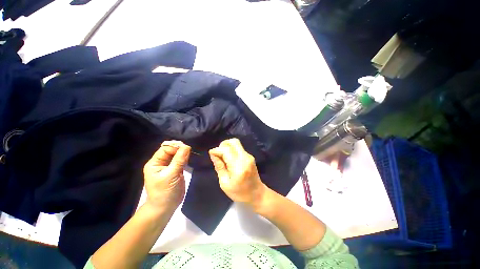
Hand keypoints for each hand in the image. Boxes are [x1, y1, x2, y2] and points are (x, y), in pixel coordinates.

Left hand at [143, 141, 190, 211]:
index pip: (165, 149)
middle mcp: (161, 163)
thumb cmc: (165, 192)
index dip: (175, 147)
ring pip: (177, 155)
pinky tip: (190, 158)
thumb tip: (186, 146)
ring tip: (191, 154)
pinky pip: (181, 160)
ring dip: (184, 153)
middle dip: (180, 149)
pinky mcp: (176, 170)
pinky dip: (186, 158)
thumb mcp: (171, 175)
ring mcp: (169, 167)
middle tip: (190, 150)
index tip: (186, 148)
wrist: (166, 207)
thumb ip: (179, 160)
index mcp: (155, 163)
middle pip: (171, 150)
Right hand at [209, 138, 266, 207]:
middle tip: (218, 154)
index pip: (226, 150)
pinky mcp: (250, 156)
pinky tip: (229, 159)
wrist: (257, 194)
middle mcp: (245, 158)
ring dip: (227, 147)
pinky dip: (231, 150)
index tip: (211, 154)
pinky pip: (239, 148)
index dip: (217, 150)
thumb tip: (213, 154)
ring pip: (236, 143)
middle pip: (233, 142)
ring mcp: (249, 156)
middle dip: (223, 145)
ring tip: (223, 157)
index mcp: (239, 167)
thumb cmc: (240, 193)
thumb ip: (219, 167)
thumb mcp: (225, 183)